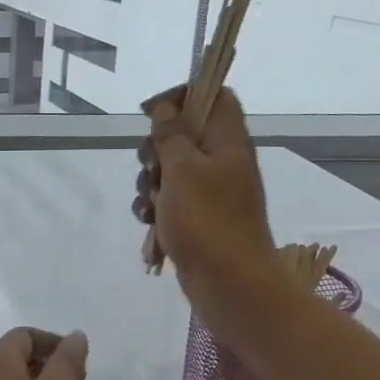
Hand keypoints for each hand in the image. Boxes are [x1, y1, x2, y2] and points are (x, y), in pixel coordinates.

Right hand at [133, 85, 277, 339]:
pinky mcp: (196, 217)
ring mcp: (209, 191)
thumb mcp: (183, 170)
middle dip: (155, 149)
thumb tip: (166, 107)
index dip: (181, 96)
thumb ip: (171, 135)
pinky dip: (154, 207)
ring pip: (168, 169)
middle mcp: (221, 160)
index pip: (213, 95)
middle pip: (182, 133)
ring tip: (152, 205)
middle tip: (154, 169)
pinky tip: (150, 222)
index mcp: (228, 141)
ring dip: (149, 183)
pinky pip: (168, 199)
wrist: (229, 284)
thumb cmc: (208, 221)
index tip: (151, 113)